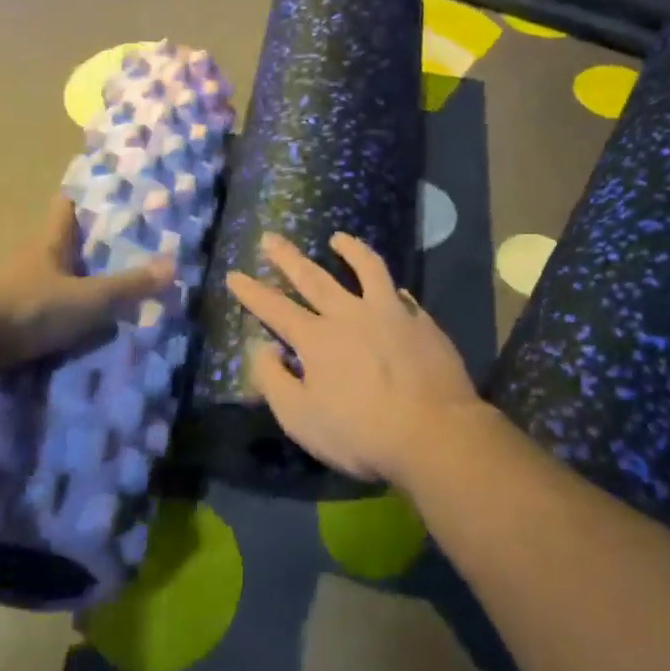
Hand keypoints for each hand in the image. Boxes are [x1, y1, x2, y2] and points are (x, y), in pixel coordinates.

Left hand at [0, 196, 172, 368]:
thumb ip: (129, 286)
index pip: (64, 209)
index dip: (81, 200)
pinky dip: (48, 314)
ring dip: (63, 283)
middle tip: (114, 250)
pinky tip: (65, 328)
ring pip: (42, 277)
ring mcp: (7, 288)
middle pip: (55, 243)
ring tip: (96, 294)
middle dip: (80, 247)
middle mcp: (26, 259)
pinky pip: (30, 309)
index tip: (101, 197)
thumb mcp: (88, 299)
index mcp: (48, 243)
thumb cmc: (30, 308)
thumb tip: (174, 265)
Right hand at [226, 232, 484, 485]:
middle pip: (313, 277)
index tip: (235, 274)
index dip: (252, 291)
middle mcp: (350, 315)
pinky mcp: (421, 322)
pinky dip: (390, 288)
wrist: (435, 432)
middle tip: (271, 236)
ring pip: (366, 269)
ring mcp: (390, 313)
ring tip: (339, 238)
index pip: (276, 308)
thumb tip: (263, 348)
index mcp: (317, 339)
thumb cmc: (361, 433)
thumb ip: (274, 381)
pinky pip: (401, 295)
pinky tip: (392, 288)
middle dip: (288, 257)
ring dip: (350, 250)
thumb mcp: (301, 419)